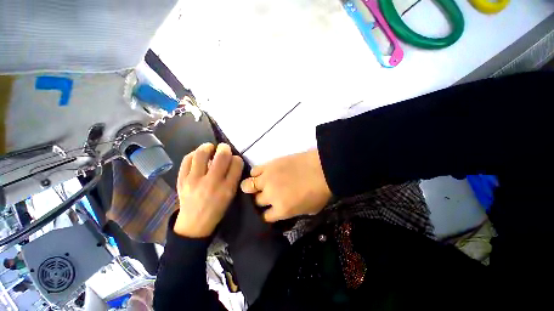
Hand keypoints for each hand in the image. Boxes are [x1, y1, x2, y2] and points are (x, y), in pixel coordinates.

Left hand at [174, 143, 243, 237]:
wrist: (194, 223)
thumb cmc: (217, 208)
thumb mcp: (231, 195)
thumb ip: (234, 176)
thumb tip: (232, 159)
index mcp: (227, 188)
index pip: (236, 164)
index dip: (237, 158)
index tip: (235, 159)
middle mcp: (212, 183)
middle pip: (221, 157)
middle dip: (225, 148)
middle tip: (224, 148)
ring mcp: (194, 180)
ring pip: (201, 154)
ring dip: (207, 147)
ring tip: (210, 148)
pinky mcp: (181, 180)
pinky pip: (187, 159)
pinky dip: (194, 154)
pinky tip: (198, 156)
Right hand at [240, 149, 331, 221]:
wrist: (322, 168)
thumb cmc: (320, 191)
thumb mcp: (309, 210)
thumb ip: (293, 212)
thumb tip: (284, 210)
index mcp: (281, 210)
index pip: (265, 217)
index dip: (266, 214)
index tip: (269, 210)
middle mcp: (270, 196)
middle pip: (256, 201)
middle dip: (260, 201)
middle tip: (266, 196)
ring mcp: (267, 179)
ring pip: (247, 185)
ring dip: (251, 187)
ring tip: (257, 185)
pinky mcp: (268, 165)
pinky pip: (254, 171)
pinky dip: (255, 174)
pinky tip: (262, 175)